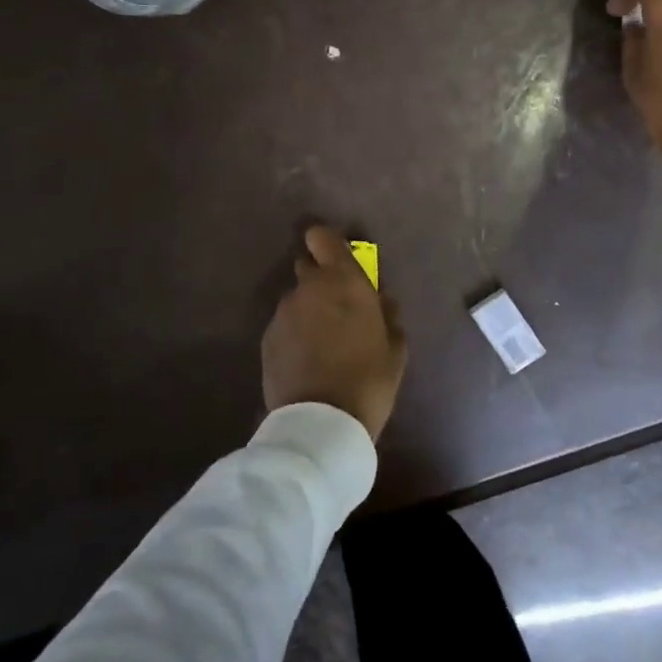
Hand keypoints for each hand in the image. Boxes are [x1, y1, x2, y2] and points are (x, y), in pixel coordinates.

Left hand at [262, 225, 407, 440]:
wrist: (320, 423)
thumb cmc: (368, 380)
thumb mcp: (395, 349)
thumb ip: (388, 315)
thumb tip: (381, 301)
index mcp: (343, 281)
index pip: (323, 238)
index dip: (327, 244)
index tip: (337, 259)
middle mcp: (308, 287)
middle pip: (307, 266)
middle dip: (319, 280)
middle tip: (335, 309)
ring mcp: (283, 312)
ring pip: (296, 299)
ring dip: (307, 311)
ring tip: (321, 343)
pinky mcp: (267, 338)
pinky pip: (284, 325)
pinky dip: (294, 334)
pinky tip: (305, 361)